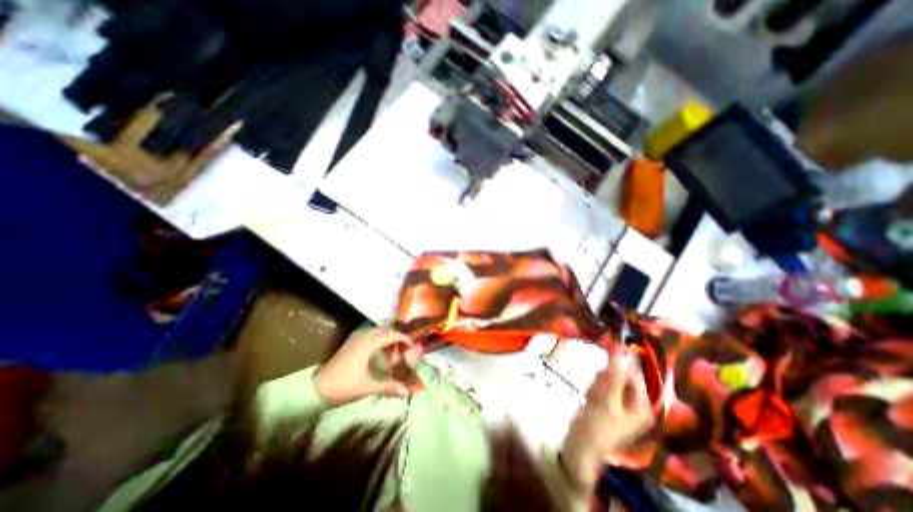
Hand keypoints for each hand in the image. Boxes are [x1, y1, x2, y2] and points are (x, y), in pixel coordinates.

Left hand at [315, 328, 423, 407]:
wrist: (316, 388)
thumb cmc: (343, 386)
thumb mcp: (367, 387)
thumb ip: (388, 387)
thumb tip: (407, 393)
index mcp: (368, 344)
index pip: (391, 335)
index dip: (403, 339)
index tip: (412, 346)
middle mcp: (363, 337)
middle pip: (385, 330)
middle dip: (396, 337)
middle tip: (403, 348)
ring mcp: (355, 339)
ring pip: (377, 331)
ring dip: (386, 337)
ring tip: (392, 351)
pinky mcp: (350, 343)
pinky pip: (369, 335)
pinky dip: (378, 339)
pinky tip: (379, 352)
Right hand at [560, 349, 651, 494]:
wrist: (581, 445)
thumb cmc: (598, 427)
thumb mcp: (608, 401)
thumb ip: (614, 374)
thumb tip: (618, 348)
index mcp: (642, 405)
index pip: (633, 374)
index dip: (617, 367)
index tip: (603, 369)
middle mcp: (633, 402)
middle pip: (619, 375)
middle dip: (604, 380)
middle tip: (598, 393)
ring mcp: (619, 401)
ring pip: (606, 378)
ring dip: (597, 385)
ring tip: (592, 400)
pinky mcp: (606, 401)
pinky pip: (600, 385)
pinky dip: (593, 390)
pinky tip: (590, 401)